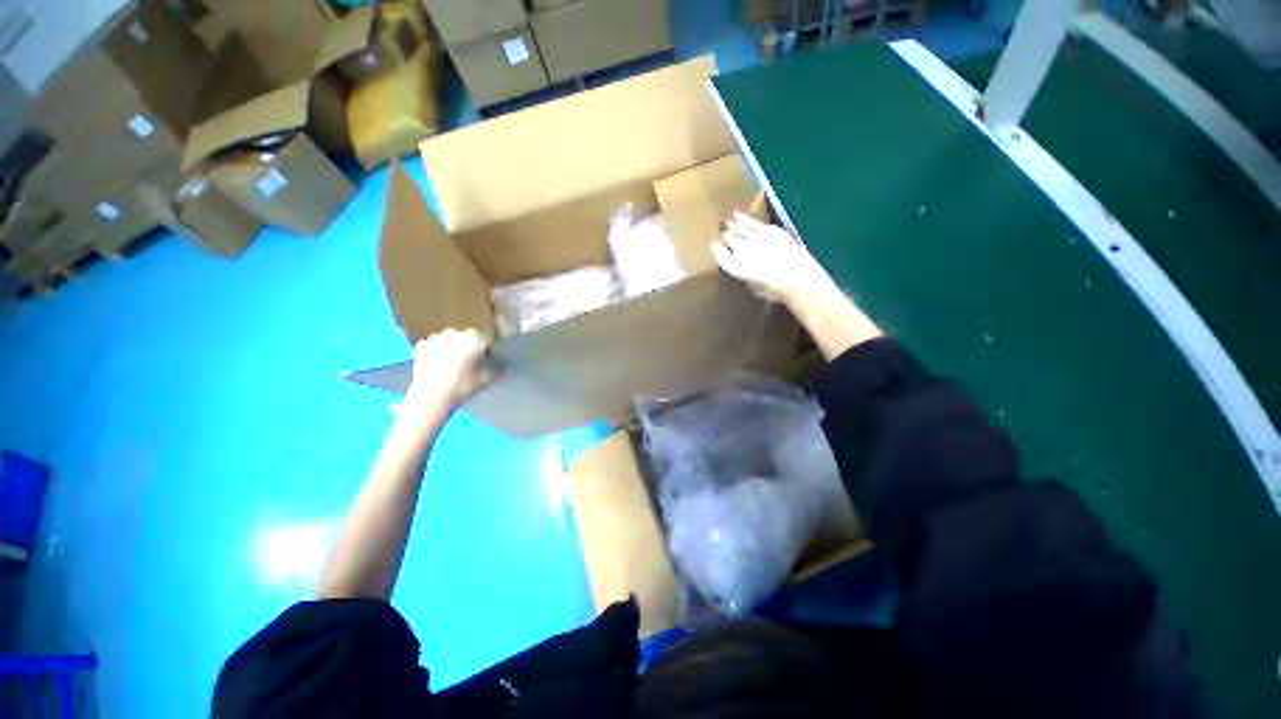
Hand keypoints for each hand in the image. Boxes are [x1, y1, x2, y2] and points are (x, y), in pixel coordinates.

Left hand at [404, 329, 490, 411]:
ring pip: (450, 338)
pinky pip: (435, 344)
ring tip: (454, 361)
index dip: (489, 348)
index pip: (487, 339)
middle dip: (470, 345)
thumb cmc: (462, 386)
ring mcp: (436, 337)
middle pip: (467, 336)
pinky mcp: (422, 345)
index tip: (489, 358)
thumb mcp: (486, 379)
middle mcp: (456, 333)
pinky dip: (437, 350)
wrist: (430, 396)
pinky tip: (438, 361)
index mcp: (474, 338)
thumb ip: (497, 368)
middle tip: (471, 360)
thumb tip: (504, 364)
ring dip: (453, 345)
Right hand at [712, 212, 831, 304]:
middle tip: (724, 236)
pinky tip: (736, 215)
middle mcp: (741, 250)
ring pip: (737, 228)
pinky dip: (742, 218)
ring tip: (726, 222)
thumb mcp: (755, 288)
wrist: (799, 277)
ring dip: (731, 225)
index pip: (719, 253)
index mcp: (735, 266)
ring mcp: (755, 238)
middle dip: (725, 237)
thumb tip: (745, 271)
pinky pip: (751, 222)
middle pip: (727, 238)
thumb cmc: (776, 289)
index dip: (715, 249)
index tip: (714, 246)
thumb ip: (746, 277)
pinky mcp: (768, 230)